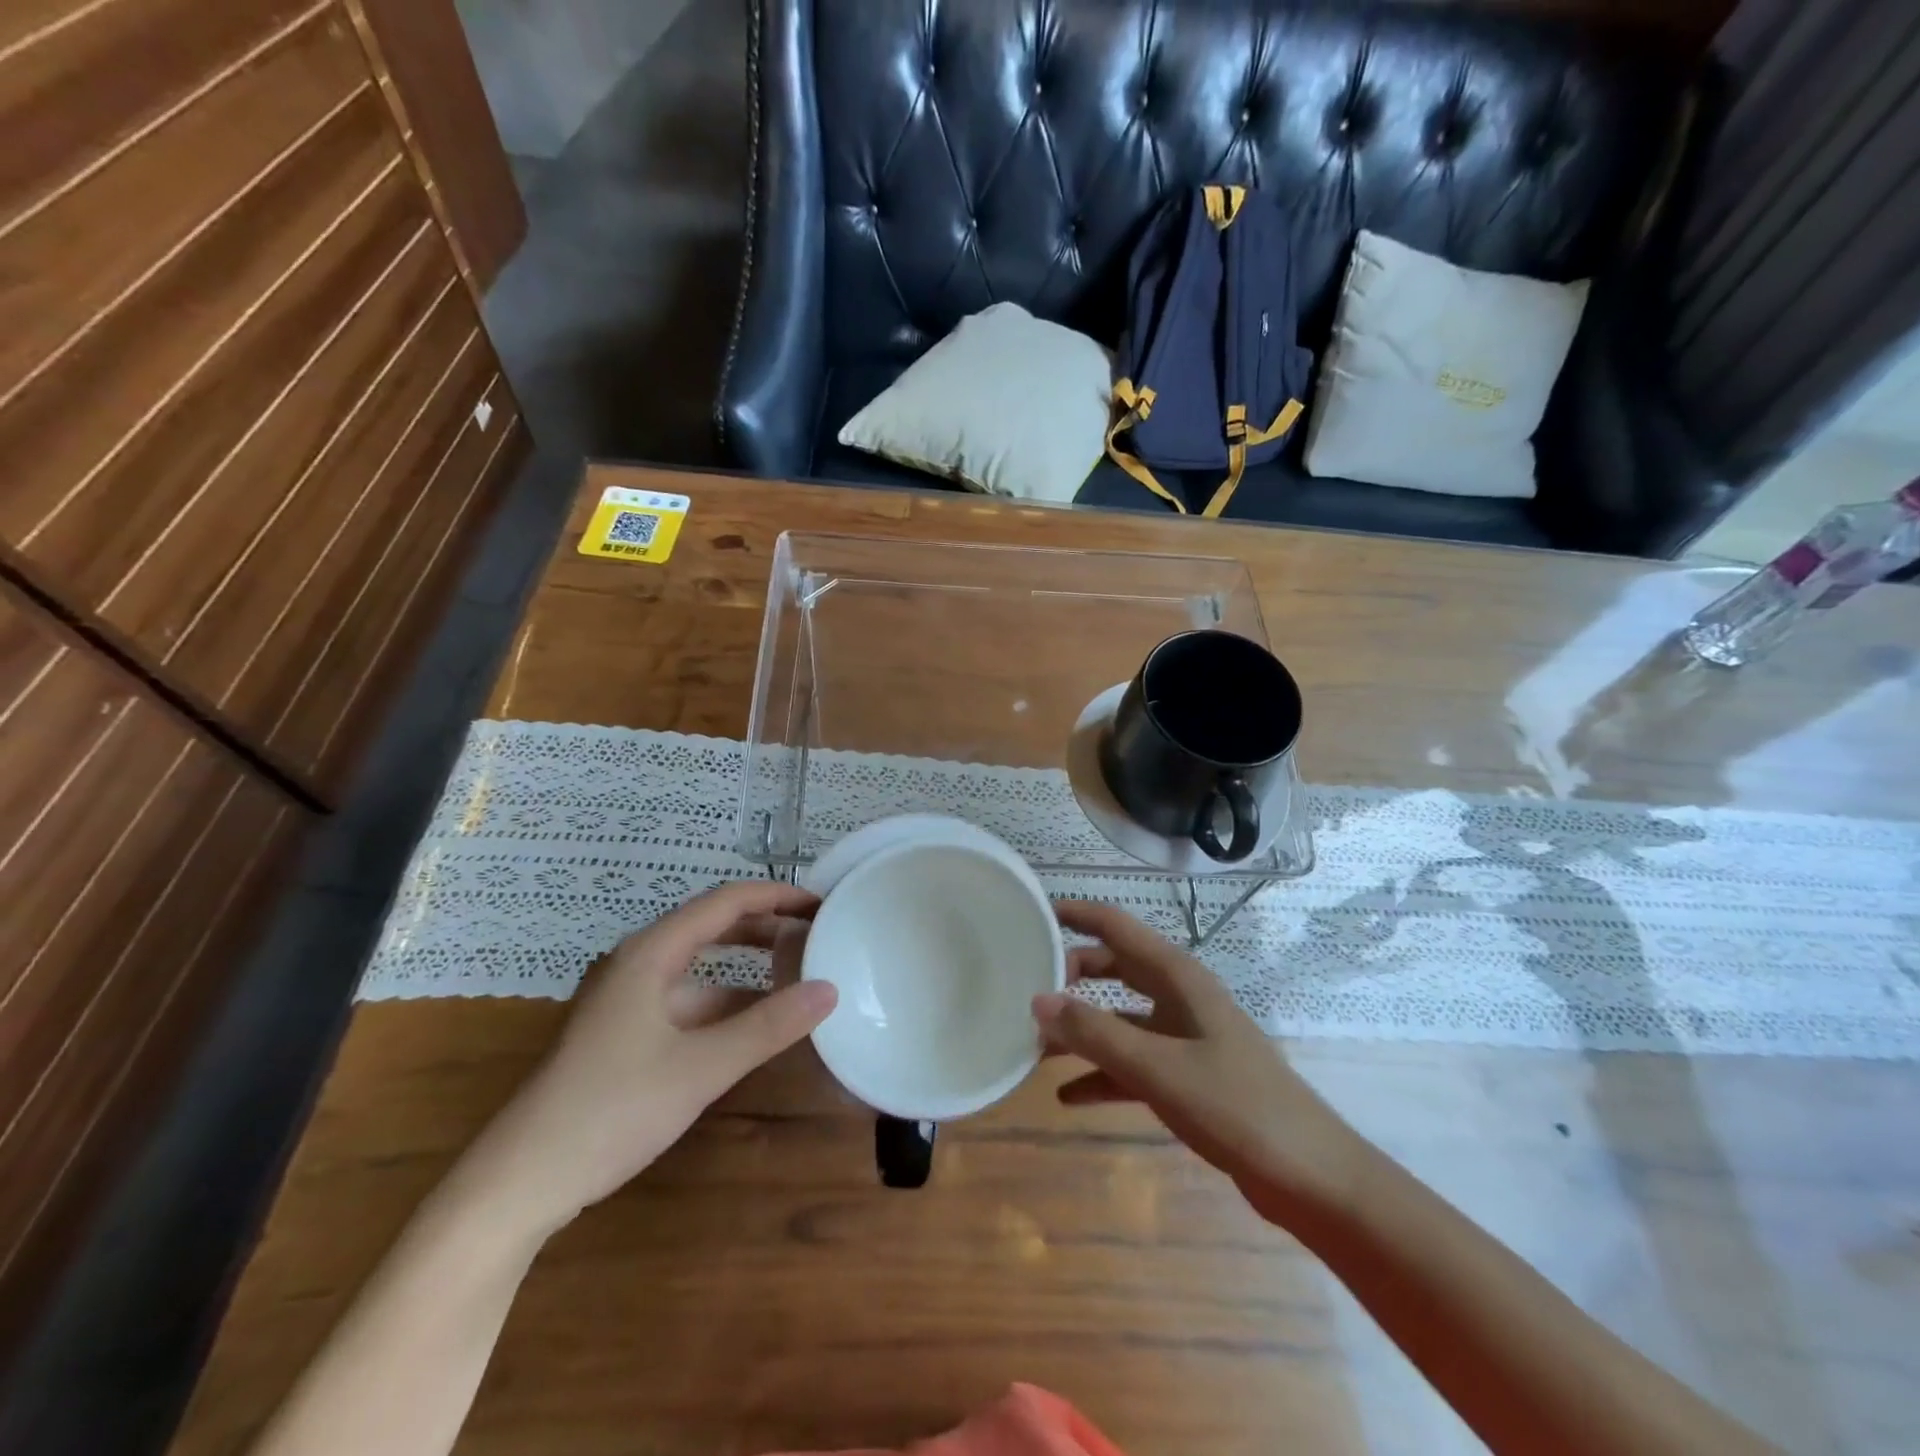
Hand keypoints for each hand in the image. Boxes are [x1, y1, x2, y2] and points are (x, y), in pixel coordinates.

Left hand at [453, 881, 835, 1241]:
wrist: (519, 1182)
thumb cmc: (610, 1110)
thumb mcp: (701, 1068)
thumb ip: (768, 1026)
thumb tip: (830, 990)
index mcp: (650, 954)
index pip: (725, 902)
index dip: (776, 896)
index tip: (820, 904)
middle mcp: (638, 964)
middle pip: (712, 927)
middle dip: (765, 926)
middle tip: (816, 934)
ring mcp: (628, 1000)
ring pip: (700, 968)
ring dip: (747, 968)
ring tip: (797, 976)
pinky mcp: (624, 1034)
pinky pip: (687, 1002)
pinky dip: (725, 1004)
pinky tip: (754, 1026)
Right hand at [1034, 900, 1365, 1226]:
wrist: (1310, 1177)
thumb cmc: (1237, 1106)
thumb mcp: (1158, 1068)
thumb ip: (1096, 1033)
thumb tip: (1038, 999)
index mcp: (1178, 977)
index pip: (1117, 926)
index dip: (1075, 914)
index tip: (1031, 914)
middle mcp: (1179, 997)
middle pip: (1114, 968)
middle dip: (1071, 975)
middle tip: (1026, 986)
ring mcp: (1184, 1037)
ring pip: (1119, 1019)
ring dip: (1081, 1030)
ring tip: (1034, 1046)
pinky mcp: (1187, 1076)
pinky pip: (1132, 1063)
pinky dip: (1101, 1074)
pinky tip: (1067, 1096)